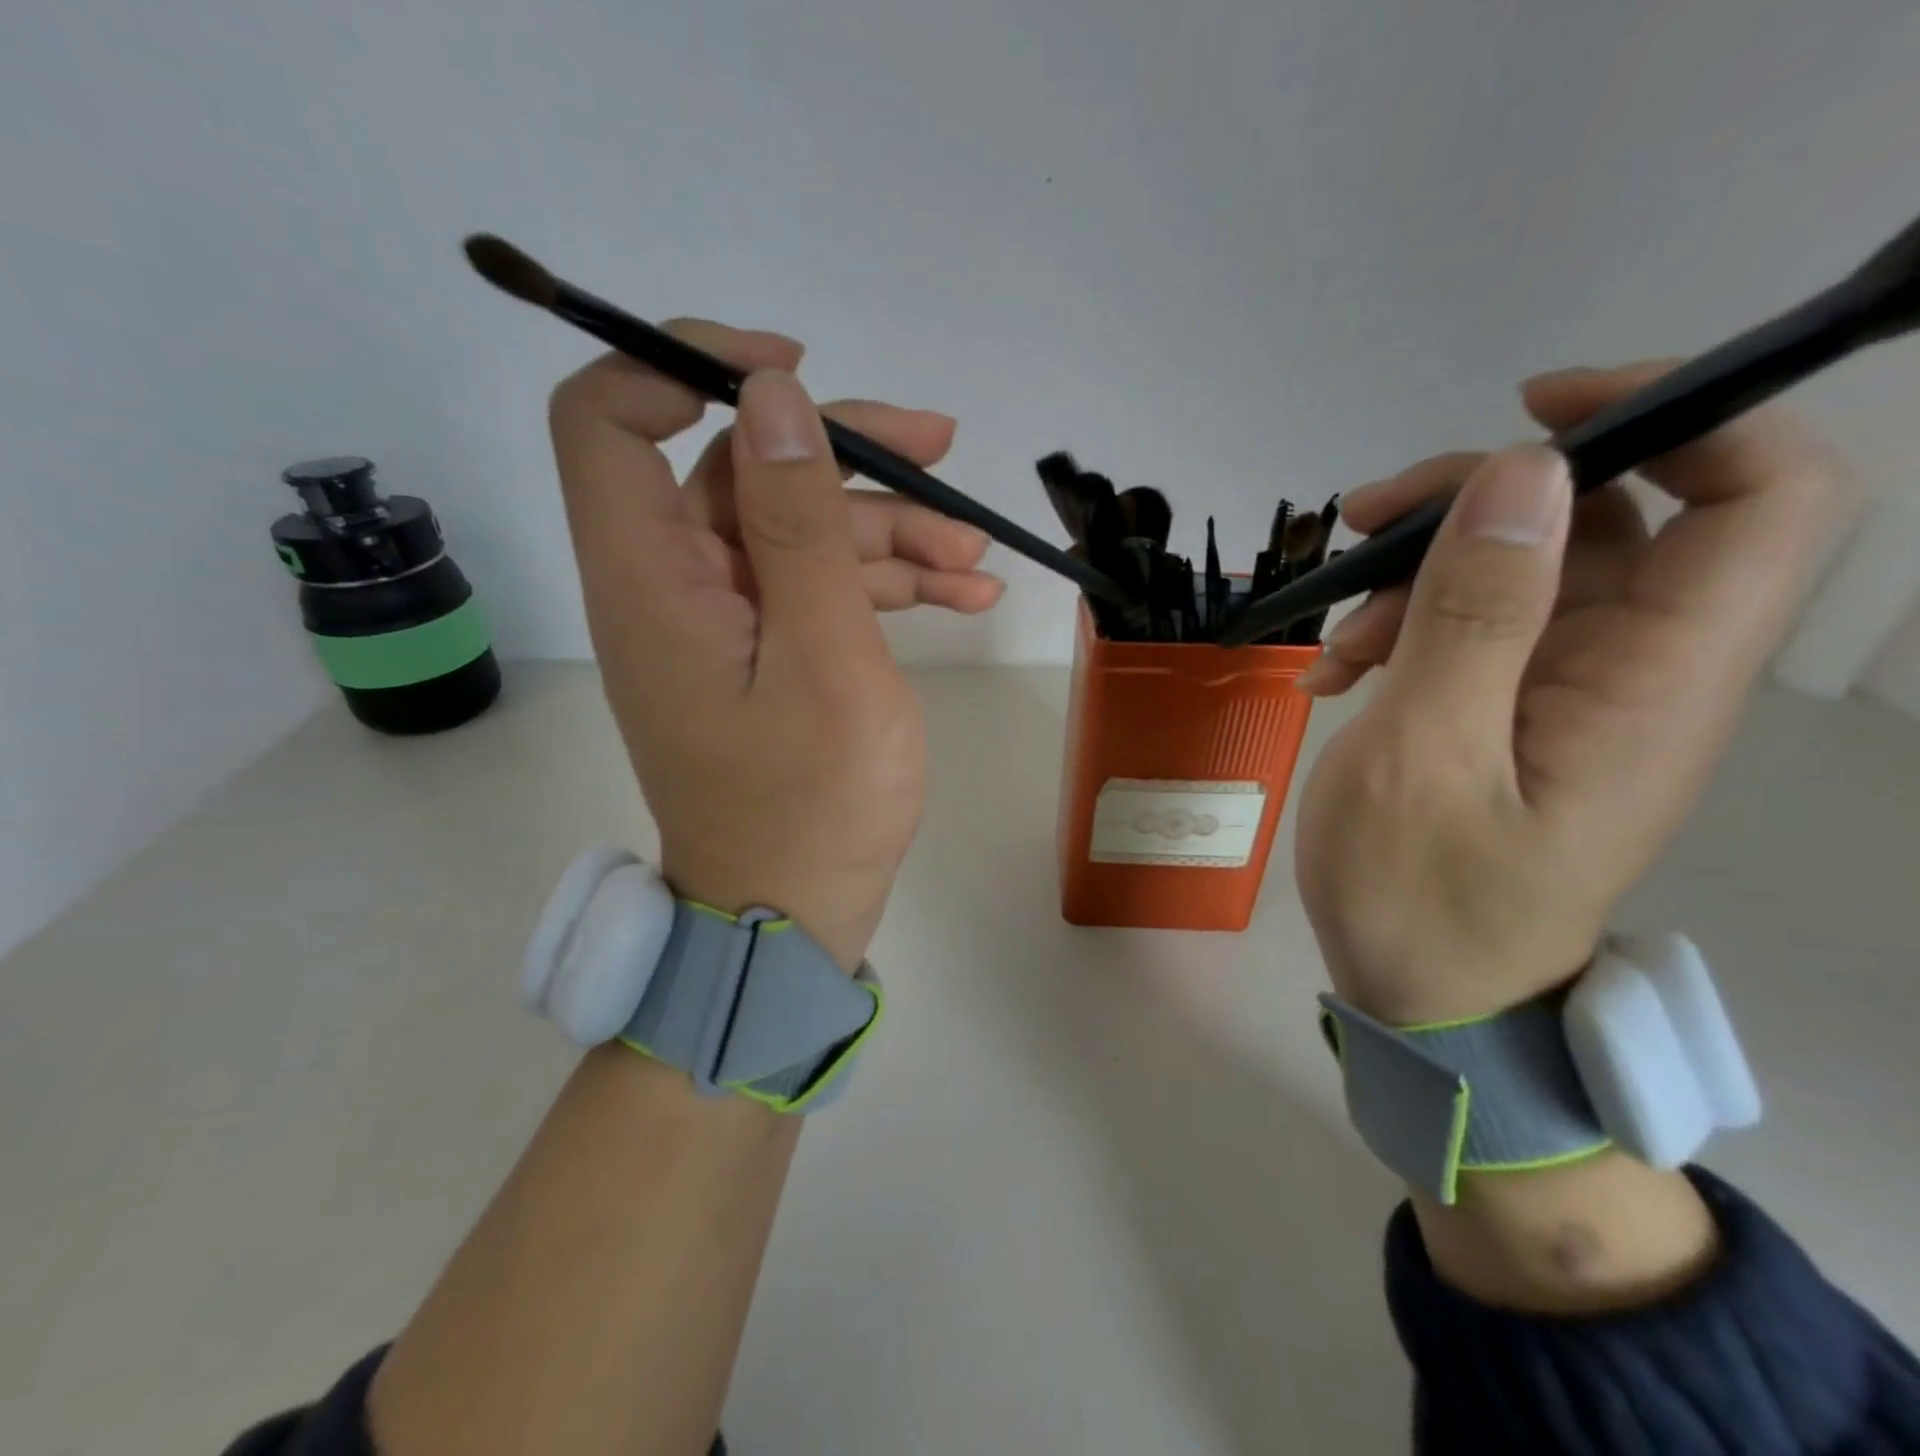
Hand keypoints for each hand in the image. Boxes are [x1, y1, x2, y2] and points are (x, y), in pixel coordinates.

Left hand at [548, 323, 1002, 968]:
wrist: (795, 918)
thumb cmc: (812, 805)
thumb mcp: (824, 657)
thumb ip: (798, 524)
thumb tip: (771, 398)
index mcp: (654, 581)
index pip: (609, 420)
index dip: (685, 366)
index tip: (791, 373)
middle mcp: (674, 588)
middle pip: (742, 471)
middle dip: (847, 455)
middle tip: (942, 450)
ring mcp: (724, 624)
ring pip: (798, 532)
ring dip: (888, 529)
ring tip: (977, 557)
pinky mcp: (765, 655)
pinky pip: (816, 589)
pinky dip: (885, 582)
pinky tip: (965, 594)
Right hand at [1294, 362, 1839, 1024]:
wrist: (1423, 994)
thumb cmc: (1424, 897)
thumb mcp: (1426, 756)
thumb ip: (1477, 618)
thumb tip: (1522, 475)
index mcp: (1655, 680)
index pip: (1760, 496)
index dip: (1676, 417)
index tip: (1532, 417)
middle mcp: (1635, 668)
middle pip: (1605, 516)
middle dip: (1478, 500)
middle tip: (1364, 522)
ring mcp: (1568, 688)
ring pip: (1519, 569)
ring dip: (1416, 575)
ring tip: (1334, 640)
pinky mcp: (1512, 707)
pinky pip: (1472, 626)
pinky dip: (1400, 627)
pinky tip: (1335, 672)